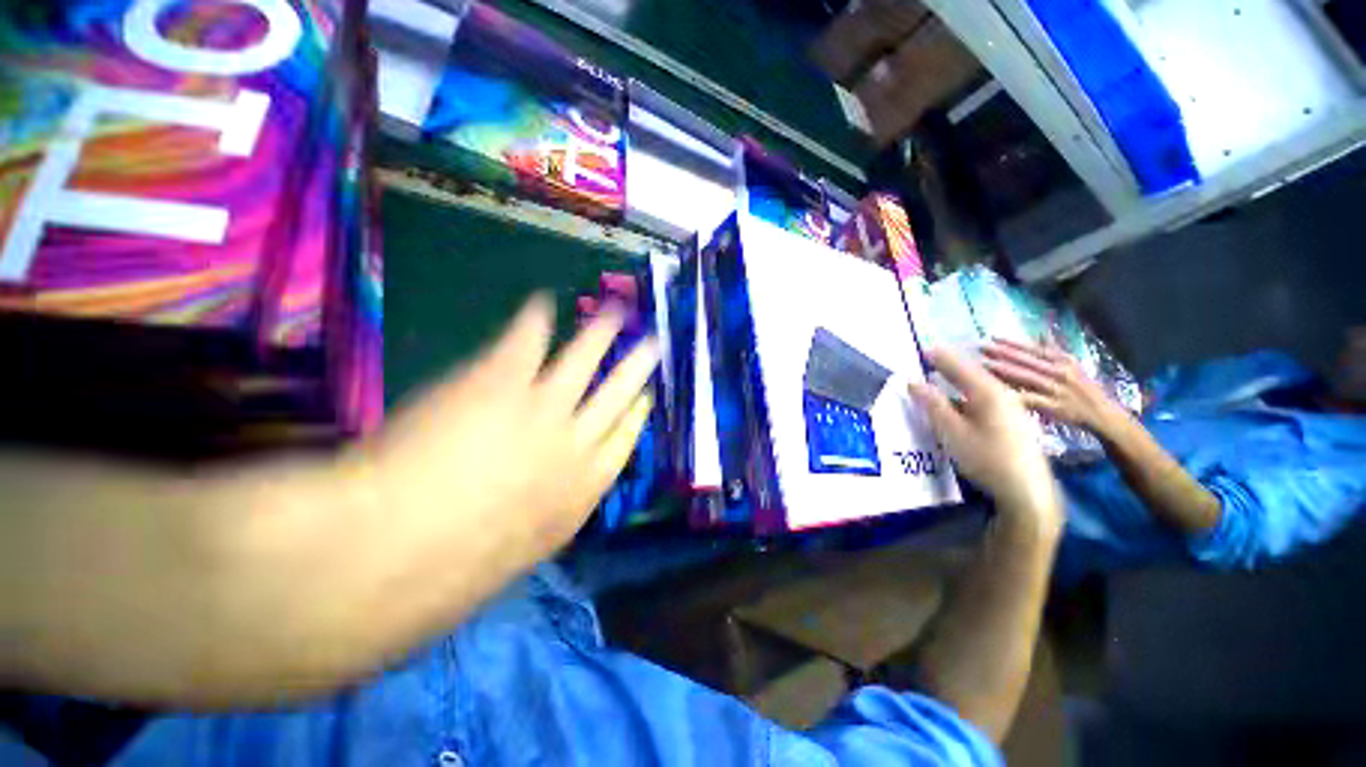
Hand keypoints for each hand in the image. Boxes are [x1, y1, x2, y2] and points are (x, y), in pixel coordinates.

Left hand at [361, 294, 658, 563]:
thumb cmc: (454, 571)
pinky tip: (543, 304)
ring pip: (585, 360)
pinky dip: (535, 320)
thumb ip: (543, 517)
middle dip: (638, 368)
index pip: (624, 442)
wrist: (394, 551)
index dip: (637, 416)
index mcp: (582, 490)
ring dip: (602, 333)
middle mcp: (575, 443)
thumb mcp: (519, 552)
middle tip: (654, 345)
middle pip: (619, 395)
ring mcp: (542, 407)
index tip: (646, 398)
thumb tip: (544, 499)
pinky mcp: (502, 380)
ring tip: (616, 313)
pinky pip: (527, 341)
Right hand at [910, 348, 1059, 534]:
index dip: (939, 357)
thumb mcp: (952, 432)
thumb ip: (933, 405)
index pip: (959, 366)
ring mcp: (1012, 407)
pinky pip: (987, 396)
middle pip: (972, 372)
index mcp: (988, 392)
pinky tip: (963, 398)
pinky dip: (970, 391)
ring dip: (960, 377)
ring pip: (981, 385)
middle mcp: (1003, 394)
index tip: (922, 349)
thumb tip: (913, 383)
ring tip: (942, 373)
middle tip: (929, 357)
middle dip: (950, 364)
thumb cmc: (987, 459)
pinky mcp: (1013, 420)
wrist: (1028, 490)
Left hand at [981, 339, 1120, 432]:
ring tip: (984, 365)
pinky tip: (997, 392)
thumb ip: (1053, 348)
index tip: (992, 337)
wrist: (1103, 414)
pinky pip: (1032, 399)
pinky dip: (1016, 395)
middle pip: (1028, 361)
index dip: (1013, 342)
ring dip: (1005, 371)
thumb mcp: (1072, 365)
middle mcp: (1060, 372)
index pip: (1034, 349)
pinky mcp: (1054, 407)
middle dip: (1004, 353)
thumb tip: (1041, 330)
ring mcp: (1057, 390)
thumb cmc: (1082, 388)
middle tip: (981, 348)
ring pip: (1028, 378)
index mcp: (1063, 361)